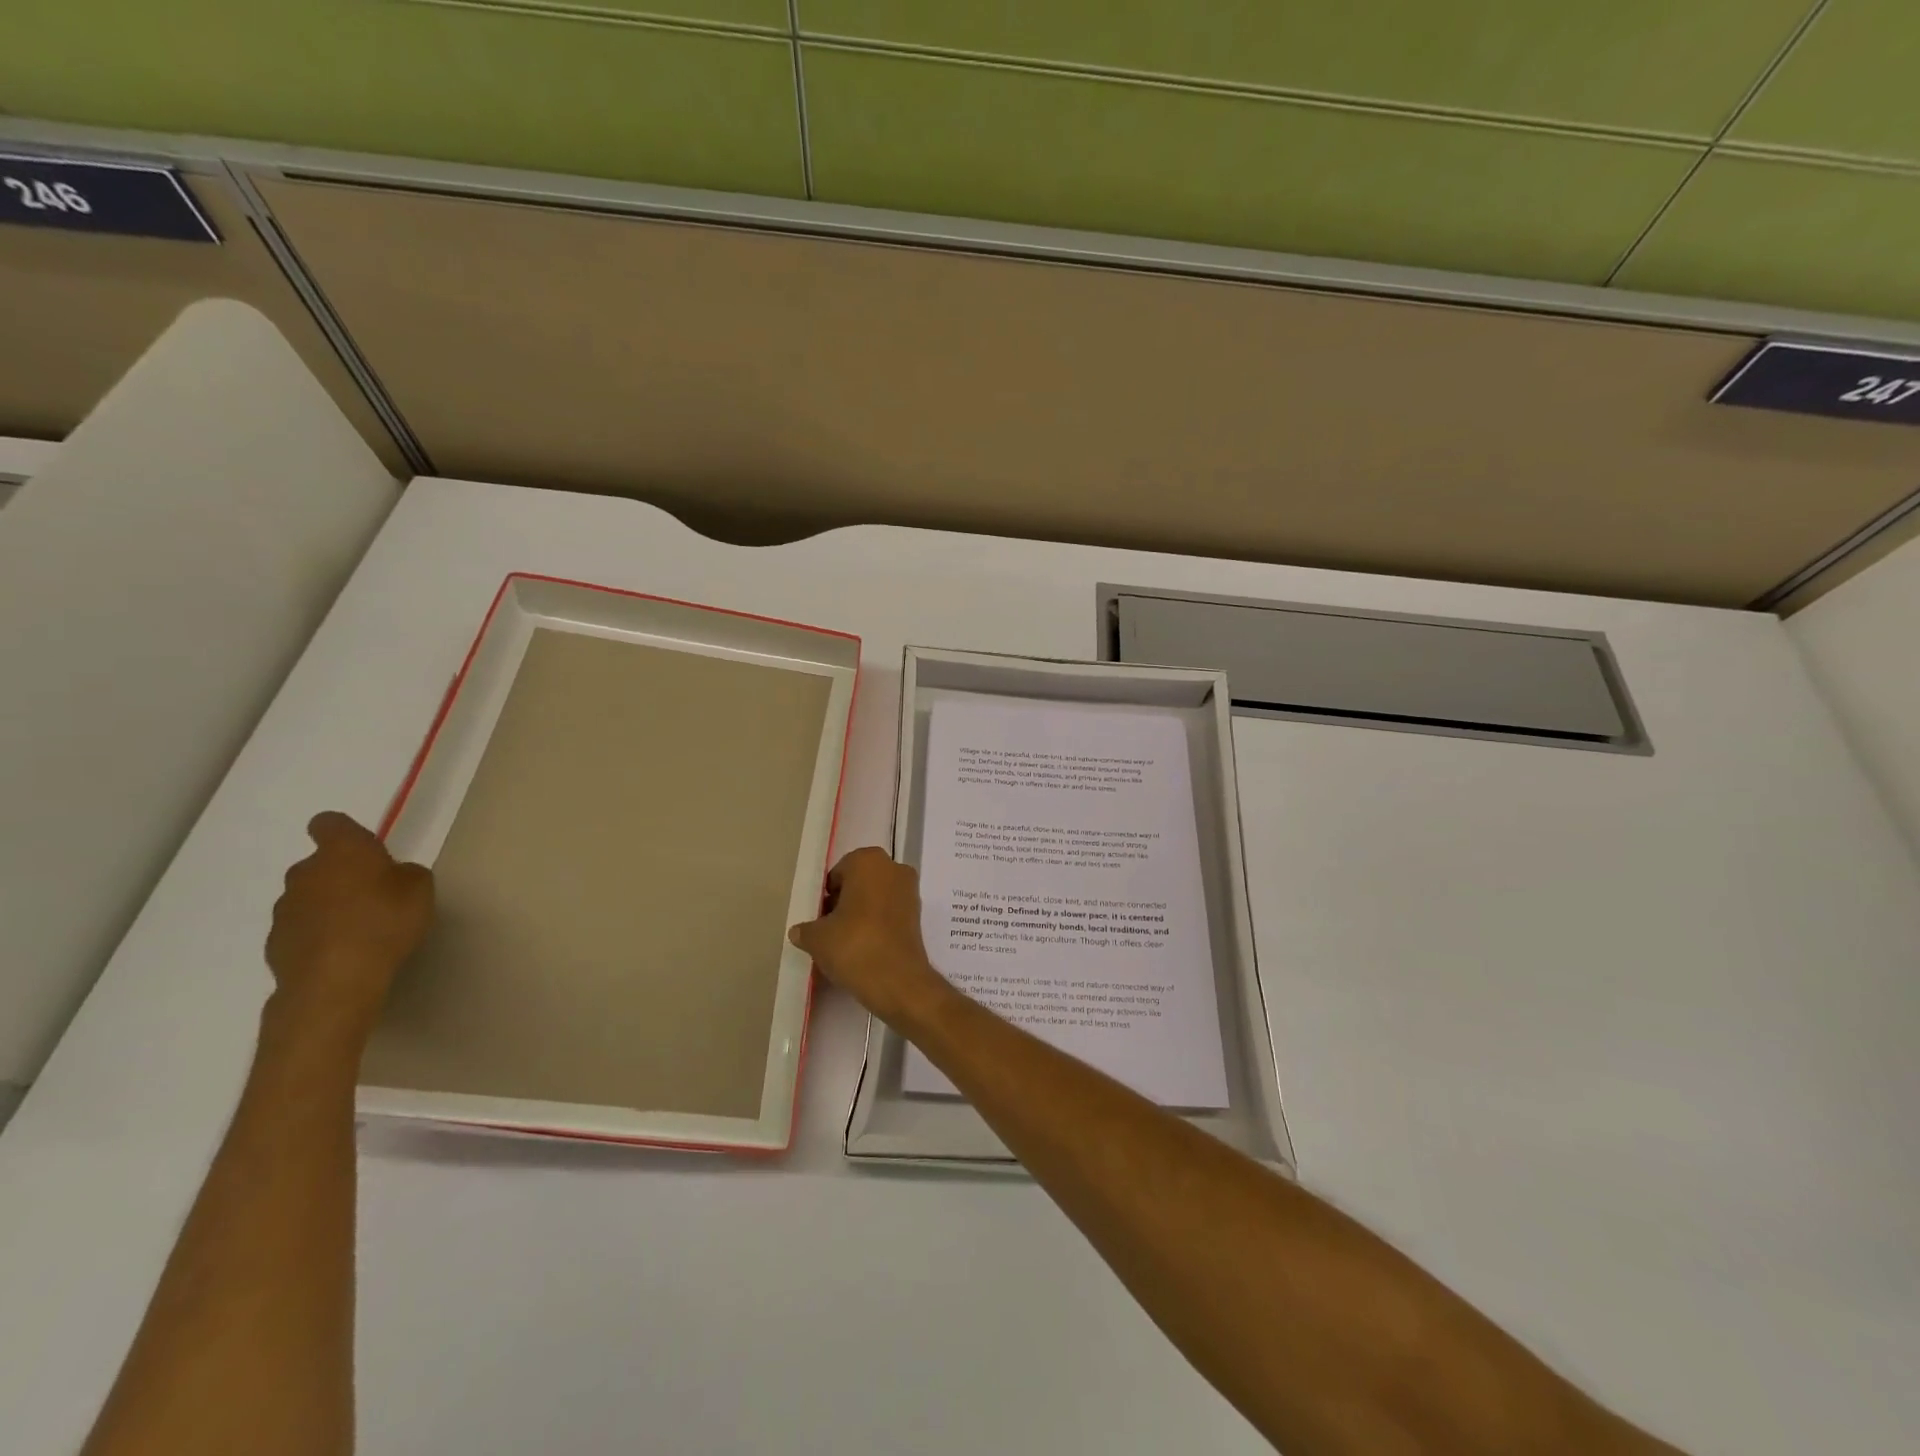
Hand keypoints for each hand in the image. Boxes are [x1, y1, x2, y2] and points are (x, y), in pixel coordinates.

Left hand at [264, 812, 433, 1048]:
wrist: (335, 980)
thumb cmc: (385, 922)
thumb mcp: (420, 889)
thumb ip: (406, 874)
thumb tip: (392, 876)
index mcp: (342, 851)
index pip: (329, 823)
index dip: (344, 832)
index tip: (363, 848)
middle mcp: (305, 872)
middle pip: (319, 863)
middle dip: (341, 873)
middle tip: (373, 894)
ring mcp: (285, 908)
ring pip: (309, 896)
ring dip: (329, 904)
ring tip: (360, 928)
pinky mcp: (275, 941)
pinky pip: (302, 927)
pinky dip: (319, 933)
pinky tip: (343, 951)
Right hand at [789, 848, 948, 1027]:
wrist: (897, 980)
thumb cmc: (854, 945)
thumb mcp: (817, 938)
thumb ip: (805, 930)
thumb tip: (799, 931)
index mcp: (868, 861)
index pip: (839, 873)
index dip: (827, 895)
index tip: (819, 917)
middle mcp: (893, 868)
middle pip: (860, 882)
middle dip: (845, 900)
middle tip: (829, 928)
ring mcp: (910, 891)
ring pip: (876, 896)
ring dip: (861, 912)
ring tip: (845, 940)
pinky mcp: (918, 915)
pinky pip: (890, 912)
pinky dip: (877, 923)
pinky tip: (864, 946)